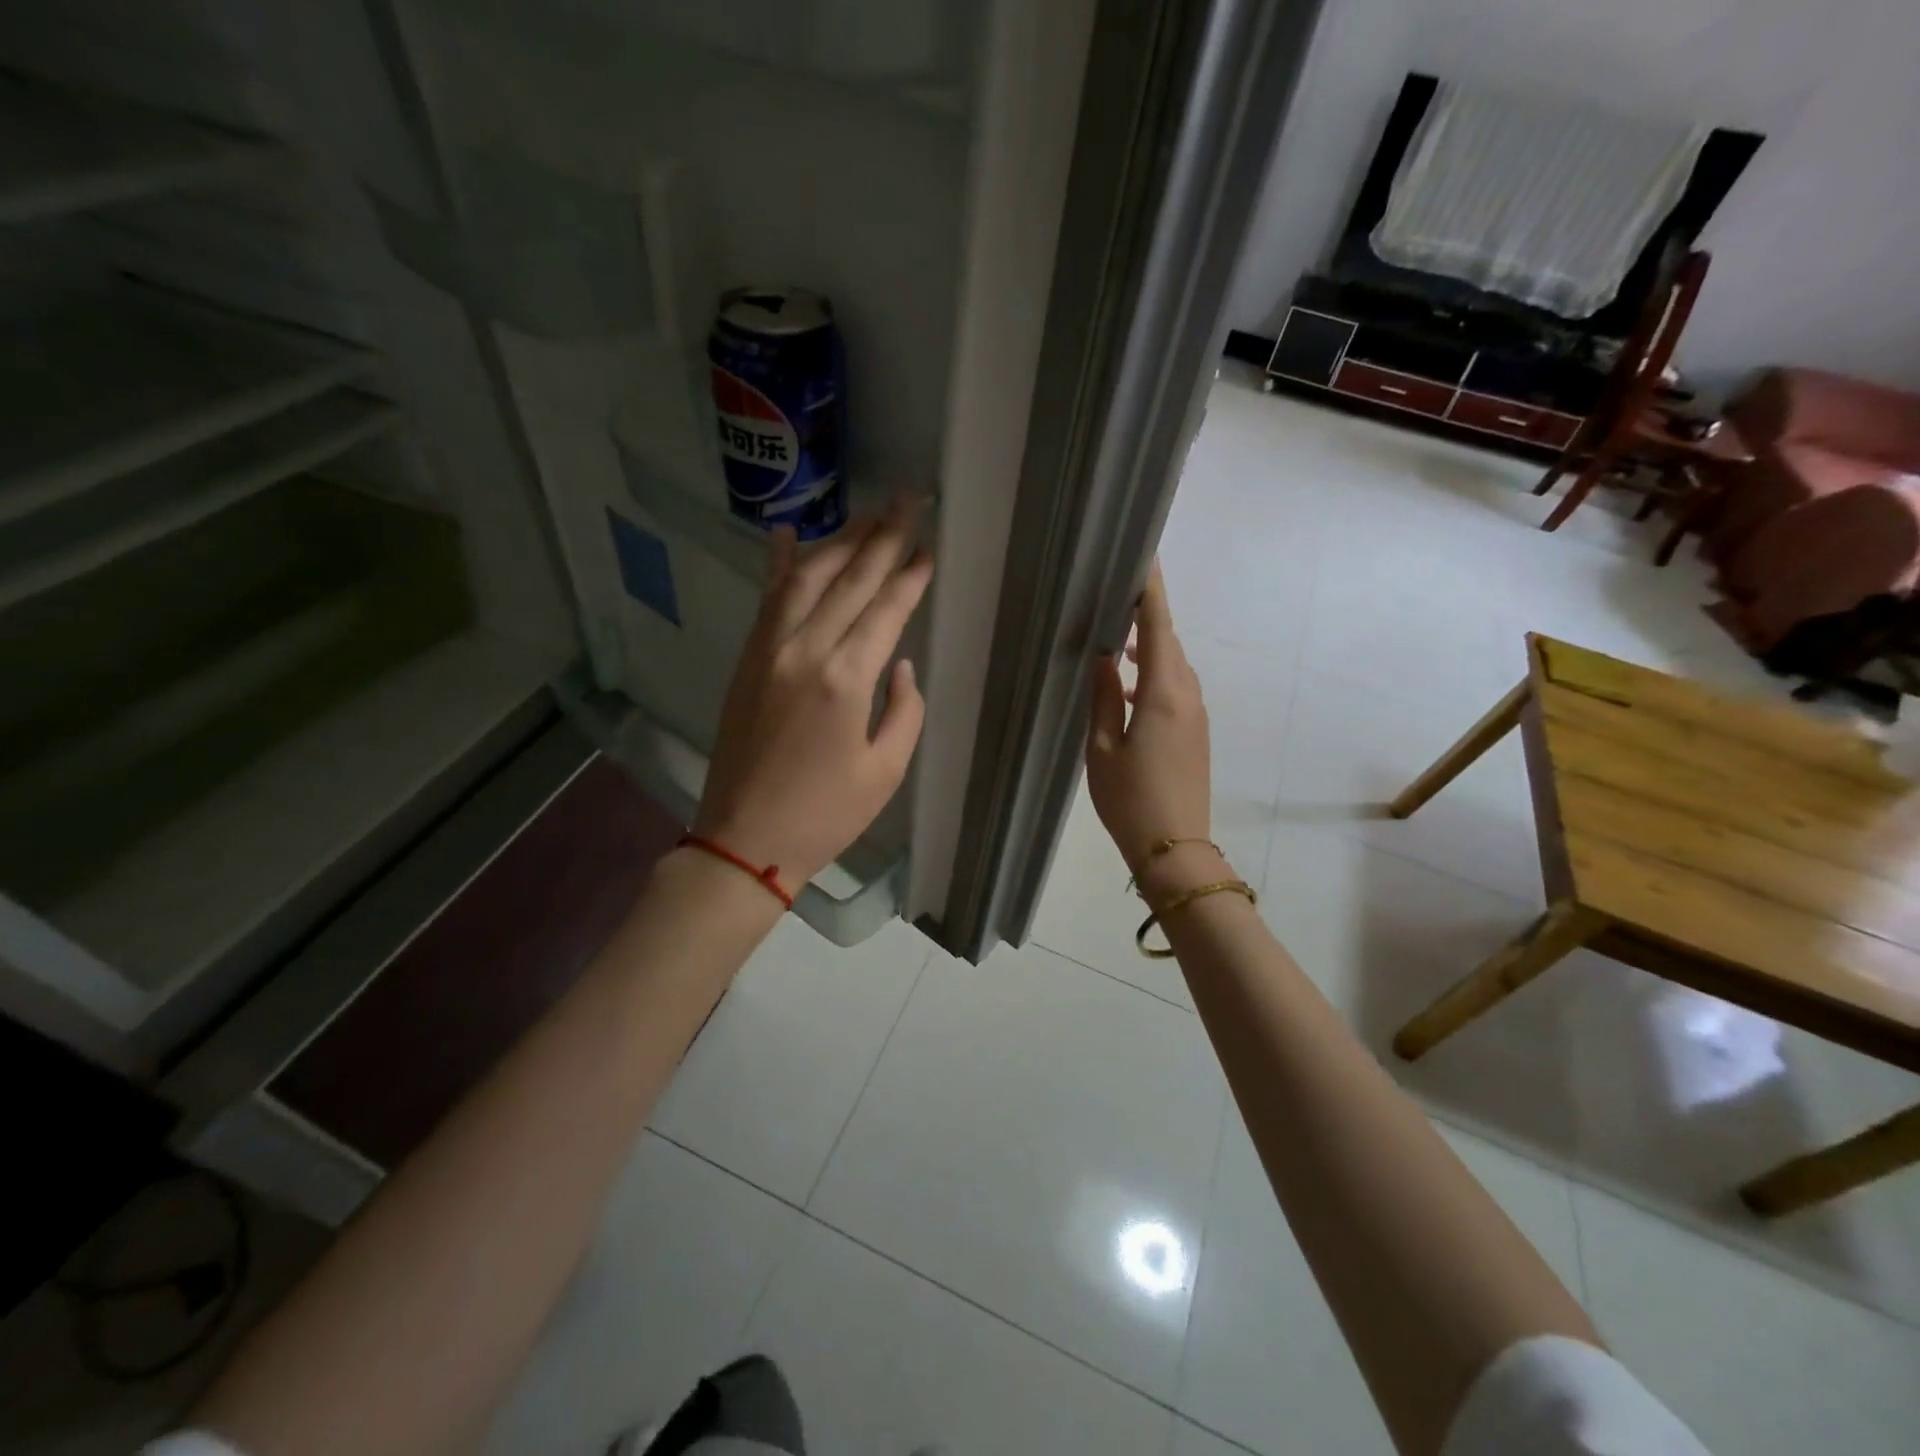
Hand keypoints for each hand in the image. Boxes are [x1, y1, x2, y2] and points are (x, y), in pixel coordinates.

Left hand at [694, 499, 933, 889]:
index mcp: (845, 679)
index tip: (929, 545)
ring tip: (867, 514)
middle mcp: (804, 650)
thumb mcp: (885, 770)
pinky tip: (787, 534)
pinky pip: (767, 600)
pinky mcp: (747, 660)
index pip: (886, 609)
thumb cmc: (825, 814)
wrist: (745, 838)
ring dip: (839, 542)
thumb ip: (904, 710)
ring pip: (807, 578)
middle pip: (850, 580)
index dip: (910, 575)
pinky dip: (780, 565)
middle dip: (882, 537)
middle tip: (907, 499)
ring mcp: (768, 650)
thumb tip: (900, 664)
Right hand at [1085, 562, 1212, 878]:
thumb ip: (1102, 697)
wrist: (1174, 848)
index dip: (1151, 593)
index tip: (1143, 559)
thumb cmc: (1130, 799)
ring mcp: (1197, 715)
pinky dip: (1155, 675)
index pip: (1159, 628)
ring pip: (1174, 666)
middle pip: (1170, 643)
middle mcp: (1188, 696)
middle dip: (1147, 618)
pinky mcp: (1196, 733)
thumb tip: (1104, 658)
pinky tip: (1128, 688)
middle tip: (1115, 598)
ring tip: (1115, 644)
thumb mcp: (1102, 748)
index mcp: (1163, 694)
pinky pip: (1177, 688)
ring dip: (1150, 649)